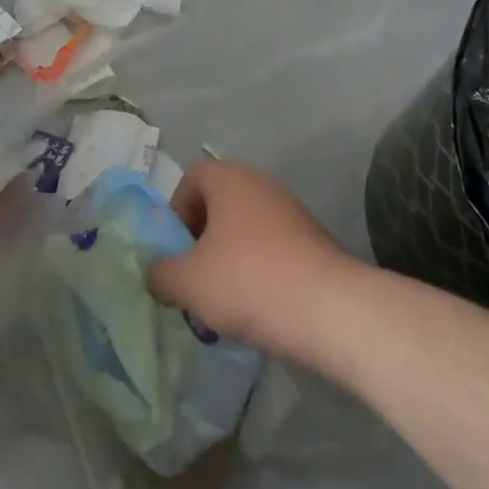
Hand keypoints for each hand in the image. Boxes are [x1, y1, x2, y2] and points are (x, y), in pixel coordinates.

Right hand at [148, 160, 352, 358]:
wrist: (332, 311)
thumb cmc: (249, 282)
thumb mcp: (188, 282)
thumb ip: (161, 274)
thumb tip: (156, 274)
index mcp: (229, 179)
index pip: (191, 177)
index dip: (176, 211)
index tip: (176, 251)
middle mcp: (260, 184)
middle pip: (219, 204)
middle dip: (201, 241)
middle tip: (195, 279)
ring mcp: (291, 212)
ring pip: (246, 230)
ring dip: (229, 260)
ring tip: (224, 303)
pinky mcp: (314, 242)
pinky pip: (273, 249)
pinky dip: (259, 272)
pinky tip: (259, 309)